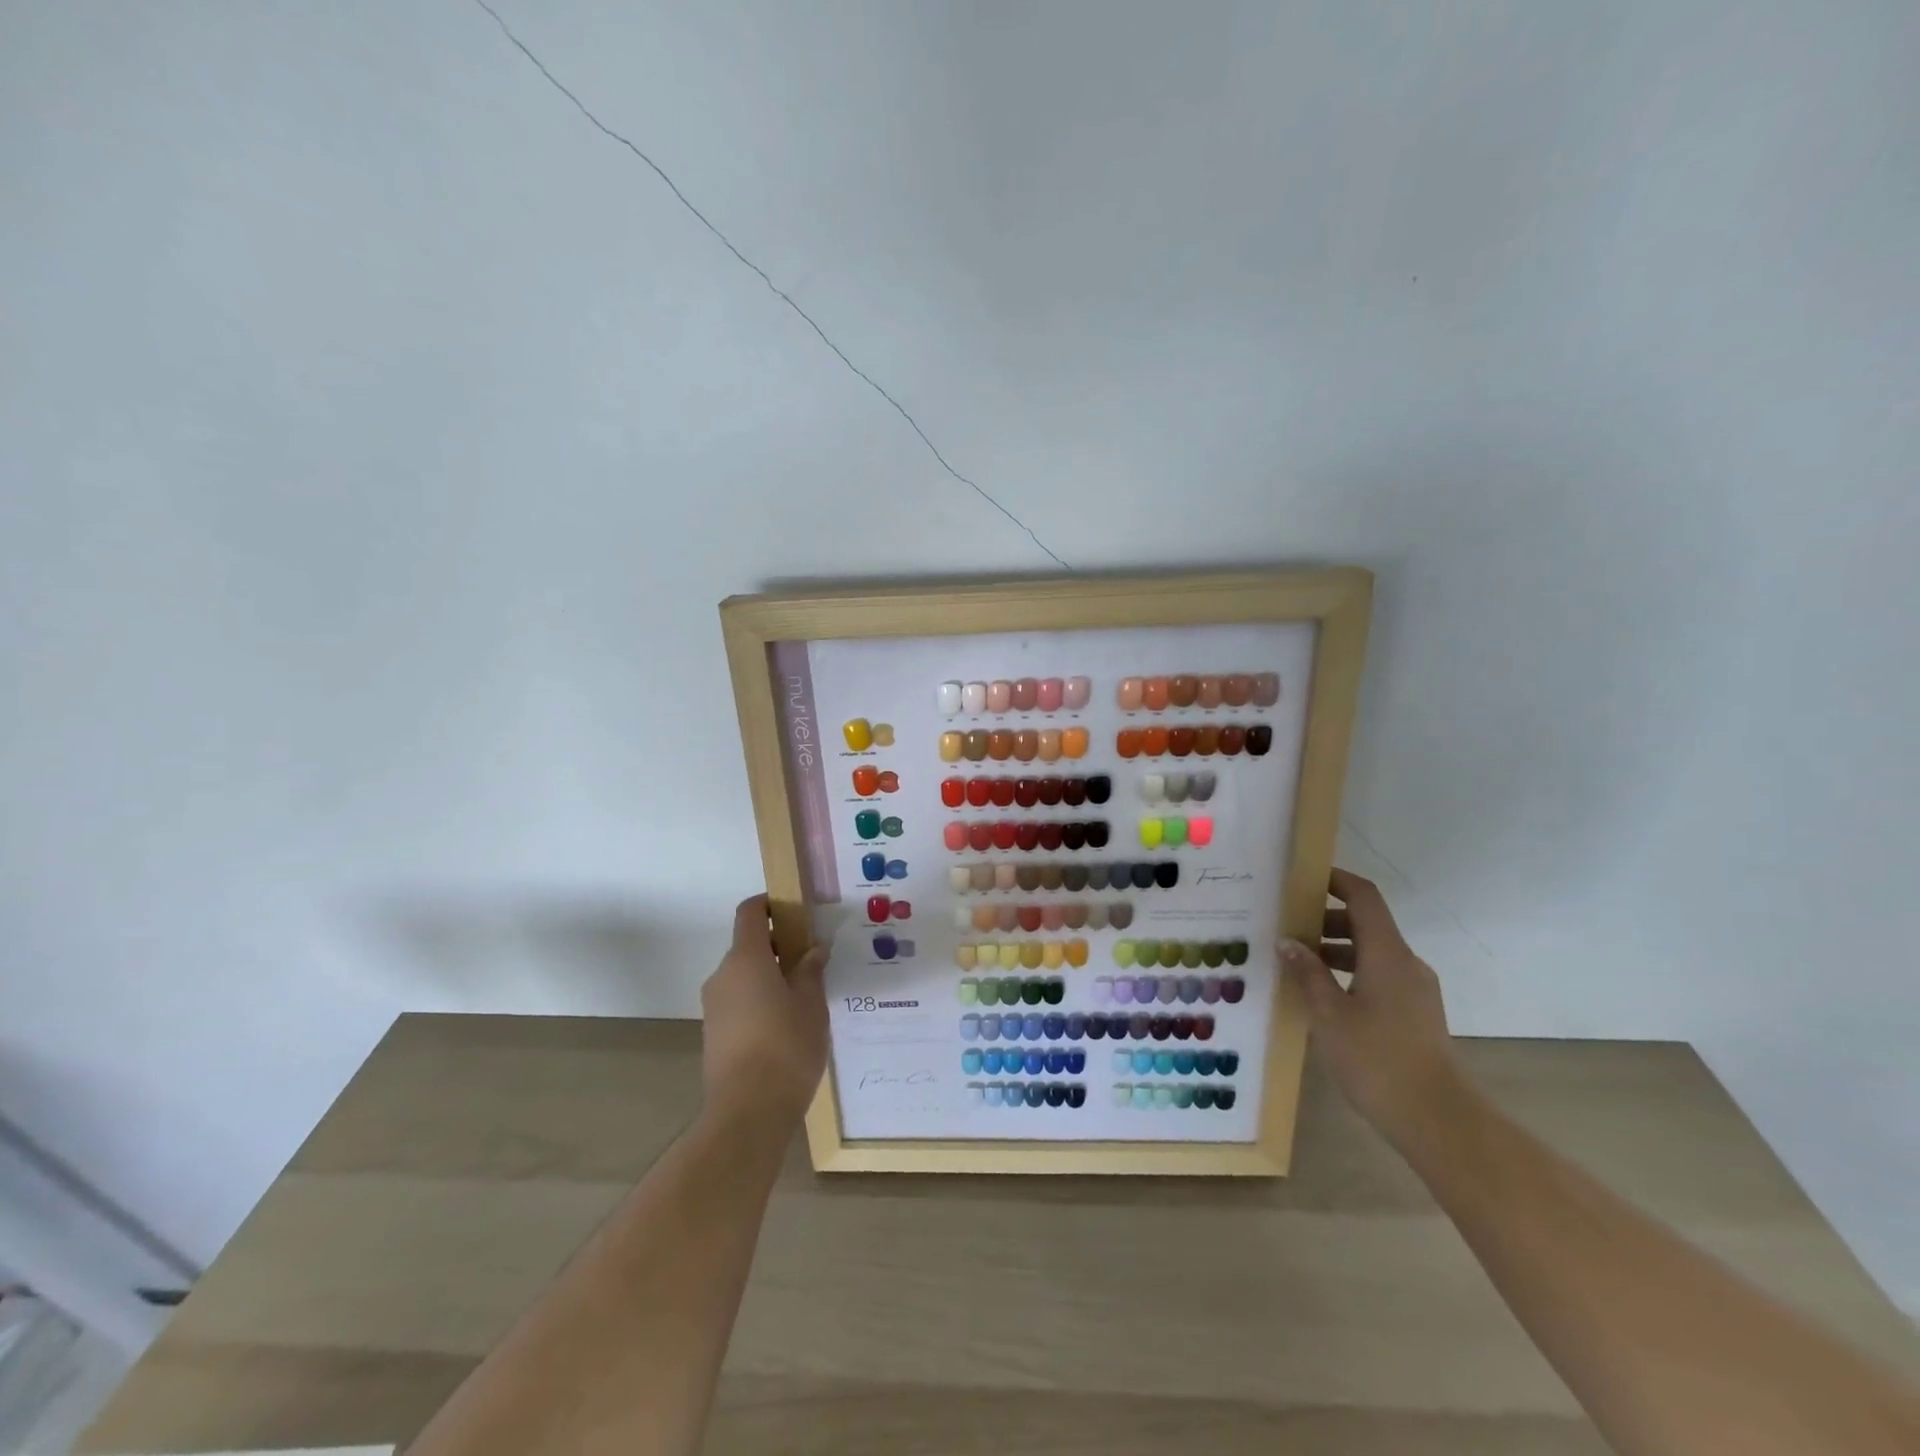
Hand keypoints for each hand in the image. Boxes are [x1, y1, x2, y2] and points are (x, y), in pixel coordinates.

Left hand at [699, 895, 828, 1130]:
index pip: (750, 913)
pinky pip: (738, 1002)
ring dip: (769, 977)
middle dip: (778, 947)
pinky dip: (759, 1001)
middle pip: (748, 946)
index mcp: (746, 959)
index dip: (769, 904)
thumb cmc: (786, 1047)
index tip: (794, 910)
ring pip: (744, 977)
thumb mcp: (811, 1004)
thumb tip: (813, 950)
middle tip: (812, 961)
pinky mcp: (714, 1034)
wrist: (747, 1113)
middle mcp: (723, 975)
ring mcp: (714, 1006)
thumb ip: (810, 971)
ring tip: (804, 998)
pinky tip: (786, 1026)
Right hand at [1282, 868, 1462, 1150]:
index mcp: (1388, 954)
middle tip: (1285, 926)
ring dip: (1335, 949)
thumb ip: (1307, 973)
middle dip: (1325, 919)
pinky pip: (1379, 976)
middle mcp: (1406, 963)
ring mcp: (1415, 990)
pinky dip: (1350, 972)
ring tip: (1296, 963)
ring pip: (1372, 952)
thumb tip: (1288, 941)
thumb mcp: (1328, 1015)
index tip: (1302, 879)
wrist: (1437, 1120)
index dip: (1335, 880)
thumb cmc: (1377, 1059)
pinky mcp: (1416, 1014)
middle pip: (1366, 923)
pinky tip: (1323, 995)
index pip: (1364, 897)